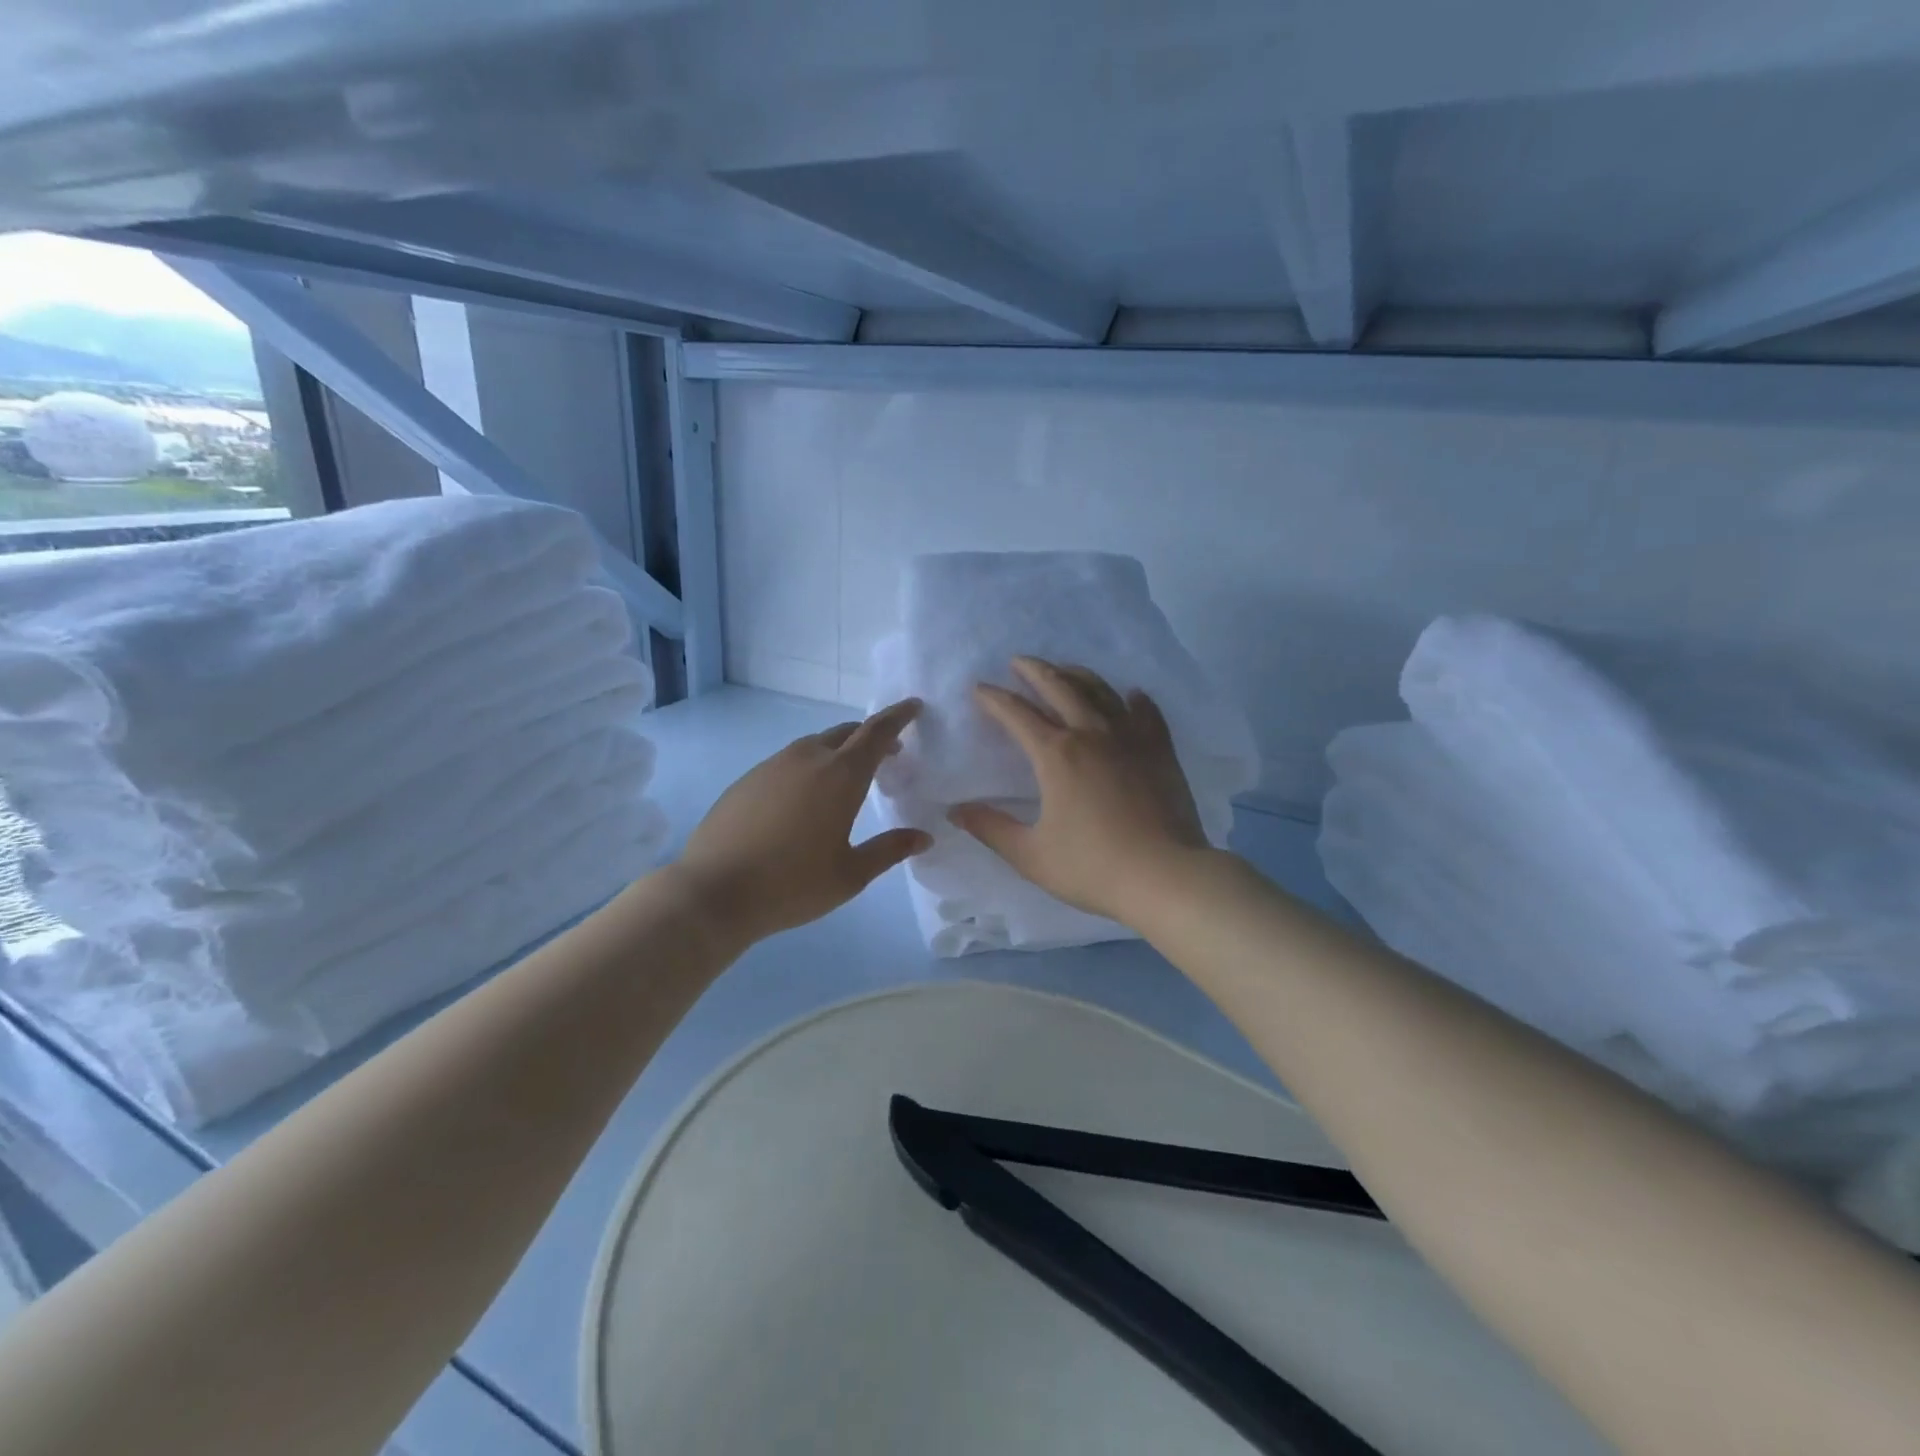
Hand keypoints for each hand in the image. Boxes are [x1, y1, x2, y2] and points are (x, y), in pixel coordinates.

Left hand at [675, 700, 931, 943]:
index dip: (899, 716)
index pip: (876, 732)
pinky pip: (788, 762)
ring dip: (838, 752)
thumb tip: (923, 837)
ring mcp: (772, 766)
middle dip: (870, 736)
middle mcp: (807, 759)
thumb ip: (889, 850)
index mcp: (841, 776)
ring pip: (814, 745)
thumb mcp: (850, 874)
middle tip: (889, 754)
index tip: (914, 706)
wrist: (713, 891)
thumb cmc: (791, 885)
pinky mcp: (747, 780)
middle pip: (846, 733)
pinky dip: (809, 767)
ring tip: (847, 779)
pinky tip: (804, 800)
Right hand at [950, 658, 1210, 925]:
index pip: (1017, 715)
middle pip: (1059, 688)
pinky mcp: (1161, 751)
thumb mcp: (1030, 854)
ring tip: (1065, 670)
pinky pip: (1146, 714)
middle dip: (1035, 671)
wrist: (1165, 876)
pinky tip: (1132, 695)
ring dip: (1078, 675)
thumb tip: (955, 810)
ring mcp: (1130, 738)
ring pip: (1101, 692)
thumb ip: (991, 828)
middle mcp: (1091, 734)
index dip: (995, 699)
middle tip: (1019, 661)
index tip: (979, 688)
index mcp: (1056, 755)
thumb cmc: (1092, 867)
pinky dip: (1134, 700)